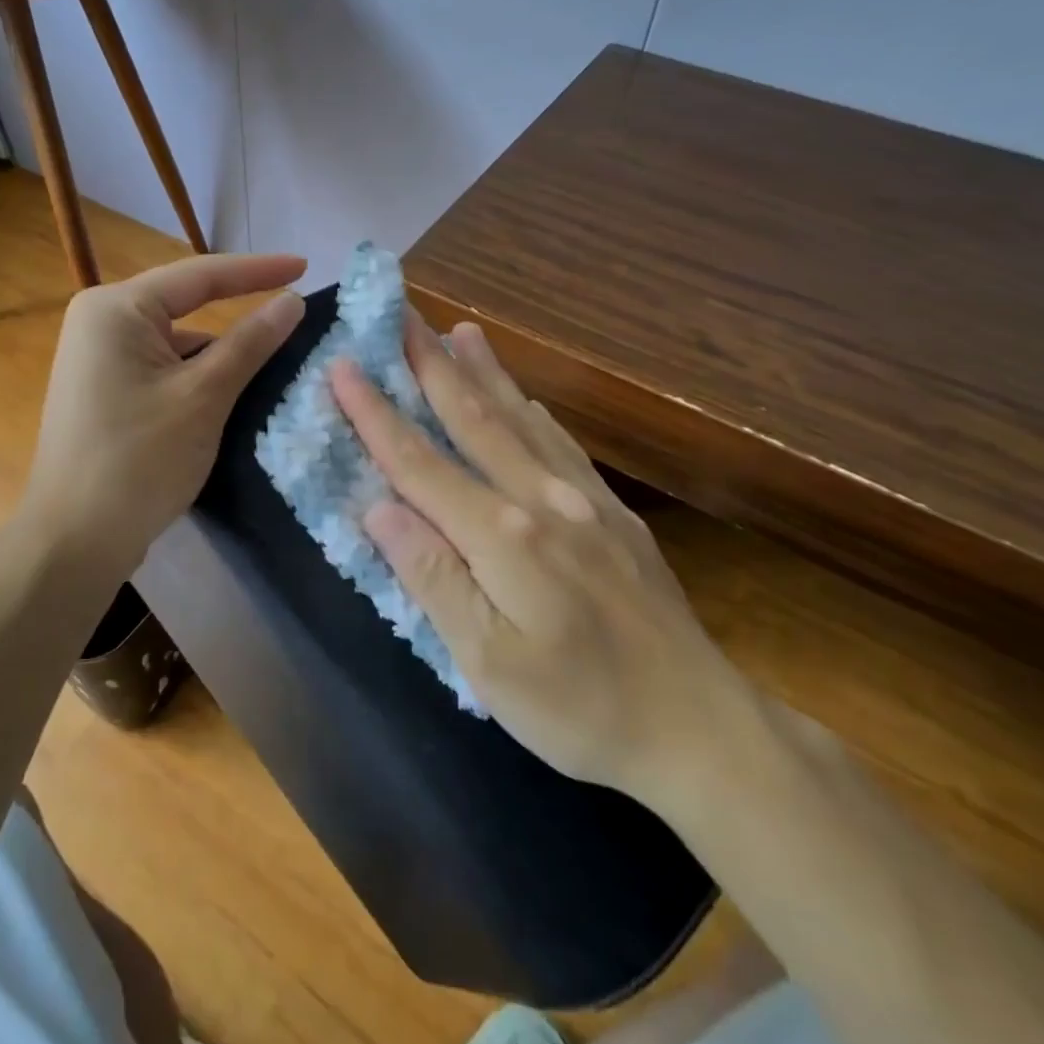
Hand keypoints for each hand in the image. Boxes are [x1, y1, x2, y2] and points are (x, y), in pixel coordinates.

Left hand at [23, 254, 306, 574]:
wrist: (74, 540)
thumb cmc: (139, 460)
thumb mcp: (204, 397)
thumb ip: (249, 343)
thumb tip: (291, 300)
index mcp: (115, 309)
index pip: (199, 276)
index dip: (258, 270)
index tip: (306, 265)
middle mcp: (100, 322)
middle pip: (185, 307)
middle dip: (239, 315)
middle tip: (295, 316)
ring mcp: (98, 359)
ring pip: (176, 342)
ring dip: (220, 355)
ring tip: (275, 365)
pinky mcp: (104, 390)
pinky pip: (162, 368)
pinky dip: (197, 378)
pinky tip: (231, 397)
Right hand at [330, 313, 760, 813]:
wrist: (700, 729)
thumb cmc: (580, 710)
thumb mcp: (487, 664)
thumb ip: (433, 577)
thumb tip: (379, 507)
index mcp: (503, 536)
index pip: (420, 462)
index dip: (376, 413)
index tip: (343, 364)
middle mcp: (542, 498)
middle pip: (473, 418)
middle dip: (430, 365)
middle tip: (402, 315)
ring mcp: (584, 500)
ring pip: (520, 419)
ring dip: (484, 371)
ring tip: (459, 329)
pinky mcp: (614, 514)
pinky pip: (562, 444)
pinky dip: (533, 409)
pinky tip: (524, 395)